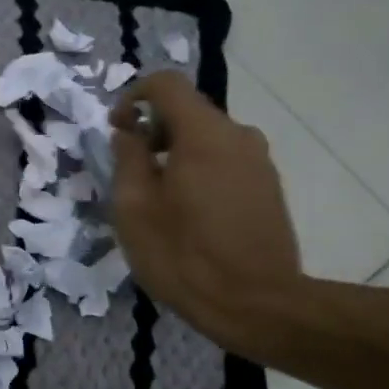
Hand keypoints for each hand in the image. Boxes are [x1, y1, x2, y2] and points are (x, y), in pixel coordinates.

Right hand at [109, 72, 303, 362]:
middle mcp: (239, 135)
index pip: (166, 84)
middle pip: (189, 112)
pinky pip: (227, 162)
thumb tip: (129, 133)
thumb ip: (128, 159)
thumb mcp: (135, 209)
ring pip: (209, 139)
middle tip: (133, 172)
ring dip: (178, 154)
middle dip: (154, 130)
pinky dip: (202, 172)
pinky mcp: (270, 188)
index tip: (118, 128)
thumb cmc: (185, 256)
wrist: (258, 305)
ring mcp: (260, 162)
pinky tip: (192, 215)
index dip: (133, 95)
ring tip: (161, 199)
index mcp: (204, 133)